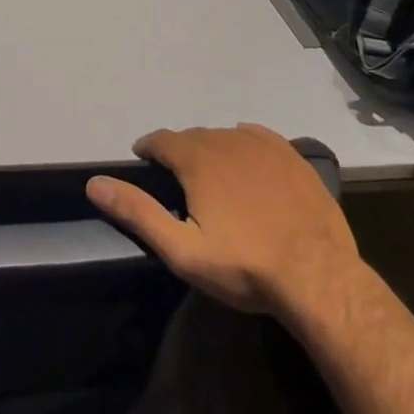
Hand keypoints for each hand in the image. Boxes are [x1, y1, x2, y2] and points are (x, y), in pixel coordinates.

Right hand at [87, 124, 360, 326]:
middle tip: (178, 178)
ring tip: (211, 174)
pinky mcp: (292, 157)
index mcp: (197, 160)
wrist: (318, 278)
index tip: (143, 160)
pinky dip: (244, 142)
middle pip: (192, 136)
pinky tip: (246, 159)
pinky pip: (258, 136)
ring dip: (211, 148)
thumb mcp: (182, 249)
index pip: (161, 140)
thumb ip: (138, 212)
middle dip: (179, 151)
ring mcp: (264, 147)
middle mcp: (226, 141)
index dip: (148, 148)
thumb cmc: (244, 266)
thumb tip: (95, 183)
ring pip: (224, 135)